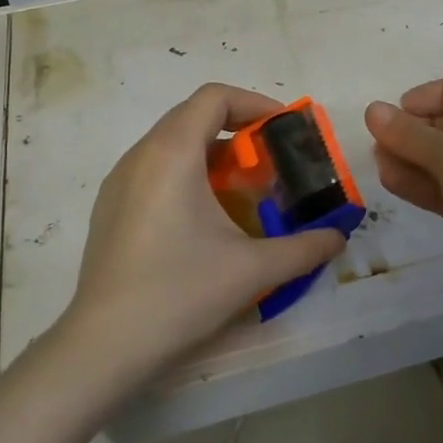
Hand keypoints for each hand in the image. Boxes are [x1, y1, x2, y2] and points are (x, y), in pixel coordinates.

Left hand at [55, 84, 347, 389]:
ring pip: (171, 142)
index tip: (285, 129)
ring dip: (211, 152)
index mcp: (172, 153)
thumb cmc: (180, 292)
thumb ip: (304, 248)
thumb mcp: (253, 269)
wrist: (104, 344)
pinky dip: (186, 172)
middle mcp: (141, 155)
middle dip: (238, 128)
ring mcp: (119, 181)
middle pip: (193, 115)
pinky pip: (154, 168)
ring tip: (242, 187)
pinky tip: (204, 217)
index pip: (215, 98)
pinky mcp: (110, 207)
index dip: (255, 103)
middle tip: (271, 159)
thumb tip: (337, 238)